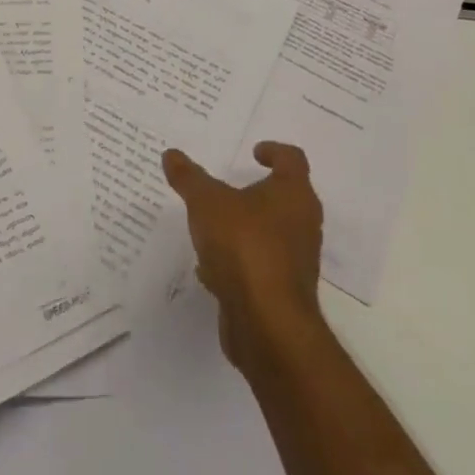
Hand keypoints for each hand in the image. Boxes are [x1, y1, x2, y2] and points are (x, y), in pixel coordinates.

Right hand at [162, 142, 324, 370]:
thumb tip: (172, 154)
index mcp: (293, 194)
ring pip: (270, 234)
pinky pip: (260, 266)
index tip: (253, 152)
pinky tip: (209, 268)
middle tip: (228, 187)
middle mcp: (303, 224)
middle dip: (256, 192)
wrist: (267, 324)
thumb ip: (189, 178)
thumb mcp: (207, 203)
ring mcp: (296, 261)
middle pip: (284, 197)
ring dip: (244, 228)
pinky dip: (238, 262)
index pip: (292, 159)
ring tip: (212, 226)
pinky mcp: (283, 292)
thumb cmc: (244, 246)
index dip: (274, 151)